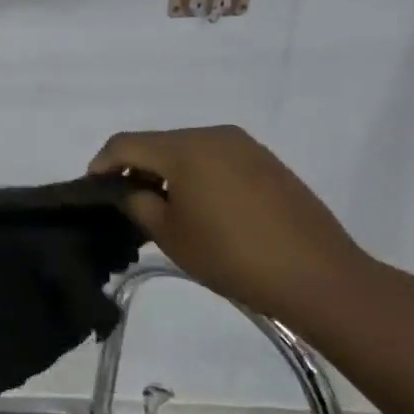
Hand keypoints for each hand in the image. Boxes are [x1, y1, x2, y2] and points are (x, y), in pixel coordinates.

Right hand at [90, 126, 388, 331]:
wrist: (321, 278)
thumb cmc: (232, 256)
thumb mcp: (169, 234)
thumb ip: (137, 203)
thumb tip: (129, 190)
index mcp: (184, 148)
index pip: (125, 143)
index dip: (102, 164)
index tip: (92, 189)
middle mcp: (213, 135)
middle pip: (157, 142)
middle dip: (135, 167)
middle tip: (126, 200)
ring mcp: (245, 146)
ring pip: (187, 149)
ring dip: (167, 170)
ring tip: (164, 205)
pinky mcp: (268, 162)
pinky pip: (216, 158)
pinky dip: (197, 174)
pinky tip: (202, 206)